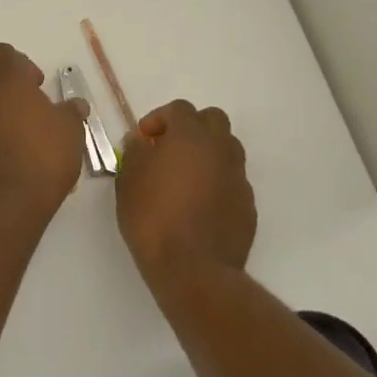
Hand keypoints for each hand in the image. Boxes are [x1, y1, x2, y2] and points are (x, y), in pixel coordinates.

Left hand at [0, 43, 86, 219]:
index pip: (2, 54)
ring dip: (8, 122)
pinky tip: (20, 165)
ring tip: (35, 147)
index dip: (20, 64)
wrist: (4, 205)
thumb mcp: (71, 130)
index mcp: (6, 83)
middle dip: (18, 98)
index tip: (37, 85)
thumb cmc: (43, 156)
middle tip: (42, 120)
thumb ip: (71, 111)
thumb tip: (74, 105)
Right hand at [115, 100, 256, 286]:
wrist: (194, 268)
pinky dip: (217, 181)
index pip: (179, 109)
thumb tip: (140, 141)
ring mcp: (238, 176)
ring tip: (185, 177)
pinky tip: (199, 205)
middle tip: (168, 150)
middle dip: (191, 128)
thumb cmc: (153, 218)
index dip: (159, 119)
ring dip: (207, 153)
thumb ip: (134, 153)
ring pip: (227, 148)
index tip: (144, 140)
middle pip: (212, 120)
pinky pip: (232, 179)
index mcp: (190, 136)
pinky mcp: (247, 203)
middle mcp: (220, 149)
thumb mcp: (128, 181)